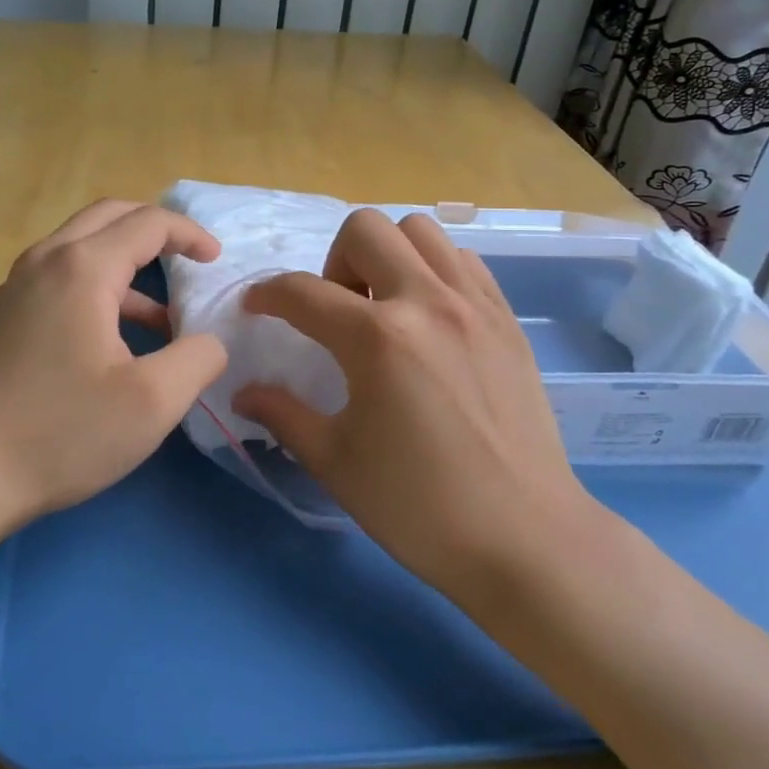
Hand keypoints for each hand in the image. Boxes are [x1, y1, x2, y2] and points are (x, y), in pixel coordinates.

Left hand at [0, 200, 227, 533]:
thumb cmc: (60, 432)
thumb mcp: (152, 402)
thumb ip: (198, 359)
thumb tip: (210, 341)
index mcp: (82, 268)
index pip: (147, 223)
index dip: (189, 234)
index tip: (216, 261)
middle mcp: (45, 262)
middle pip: (109, 217)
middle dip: (155, 230)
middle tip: (189, 259)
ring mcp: (16, 288)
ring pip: (81, 248)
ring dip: (126, 265)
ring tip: (162, 317)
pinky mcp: (2, 318)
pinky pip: (60, 278)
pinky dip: (98, 288)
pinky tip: (113, 342)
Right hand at [235, 209, 597, 594]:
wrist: (526, 539)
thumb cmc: (420, 507)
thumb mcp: (335, 462)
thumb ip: (283, 414)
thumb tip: (242, 393)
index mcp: (377, 339)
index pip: (303, 292)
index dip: (267, 295)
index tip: (256, 307)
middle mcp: (426, 302)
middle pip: (365, 229)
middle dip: (333, 260)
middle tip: (337, 310)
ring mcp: (473, 305)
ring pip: (419, 230)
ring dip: (387, 254)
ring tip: (385, 305)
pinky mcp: (506, 318)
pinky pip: (462, 260)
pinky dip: (433, 269)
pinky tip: (428, 316)